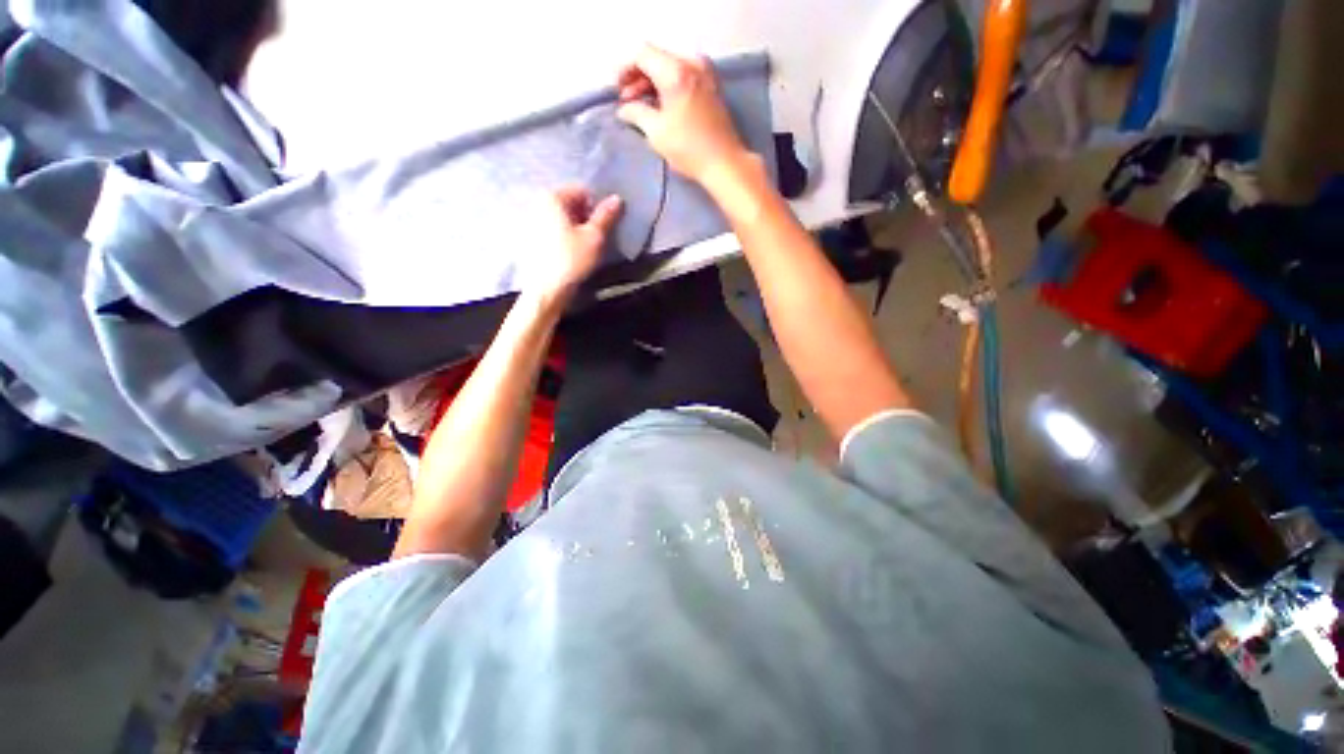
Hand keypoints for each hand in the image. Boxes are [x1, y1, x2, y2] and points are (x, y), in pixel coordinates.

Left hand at [523, 187, 621, 306]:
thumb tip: (617, 198)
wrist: (546, 290)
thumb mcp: (595, 237)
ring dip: (575, 228)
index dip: (598, 207)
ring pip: (561, 218)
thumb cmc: (572, 260)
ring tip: (584, 248)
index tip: (604, 227)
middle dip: (585, 218)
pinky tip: (570, 254)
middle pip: (570, 203)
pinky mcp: (529, 238)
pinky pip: (552, 230)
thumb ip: (606, 216)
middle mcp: (538, 203)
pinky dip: (563, 237)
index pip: (583, 191)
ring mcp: (530, 220)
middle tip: (595, 238)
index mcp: (552, 197)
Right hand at [616, 45, 750, 185]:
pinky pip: (683, 76)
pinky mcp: (711, 86)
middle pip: (657, 58)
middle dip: (638, 77)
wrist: (724, 162)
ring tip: (641, 107)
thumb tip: (624, 109)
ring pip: (670, 67)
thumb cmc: (689, 148)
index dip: (624, 69)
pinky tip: (660, 106)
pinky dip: (668, 87)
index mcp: (676, 71)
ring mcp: (705, 73)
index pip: (642, 54)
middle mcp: (692, 63)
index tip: (616, 90)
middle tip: (626, 102)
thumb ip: (636, 114)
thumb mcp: (656, 132)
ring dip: (652, 83)